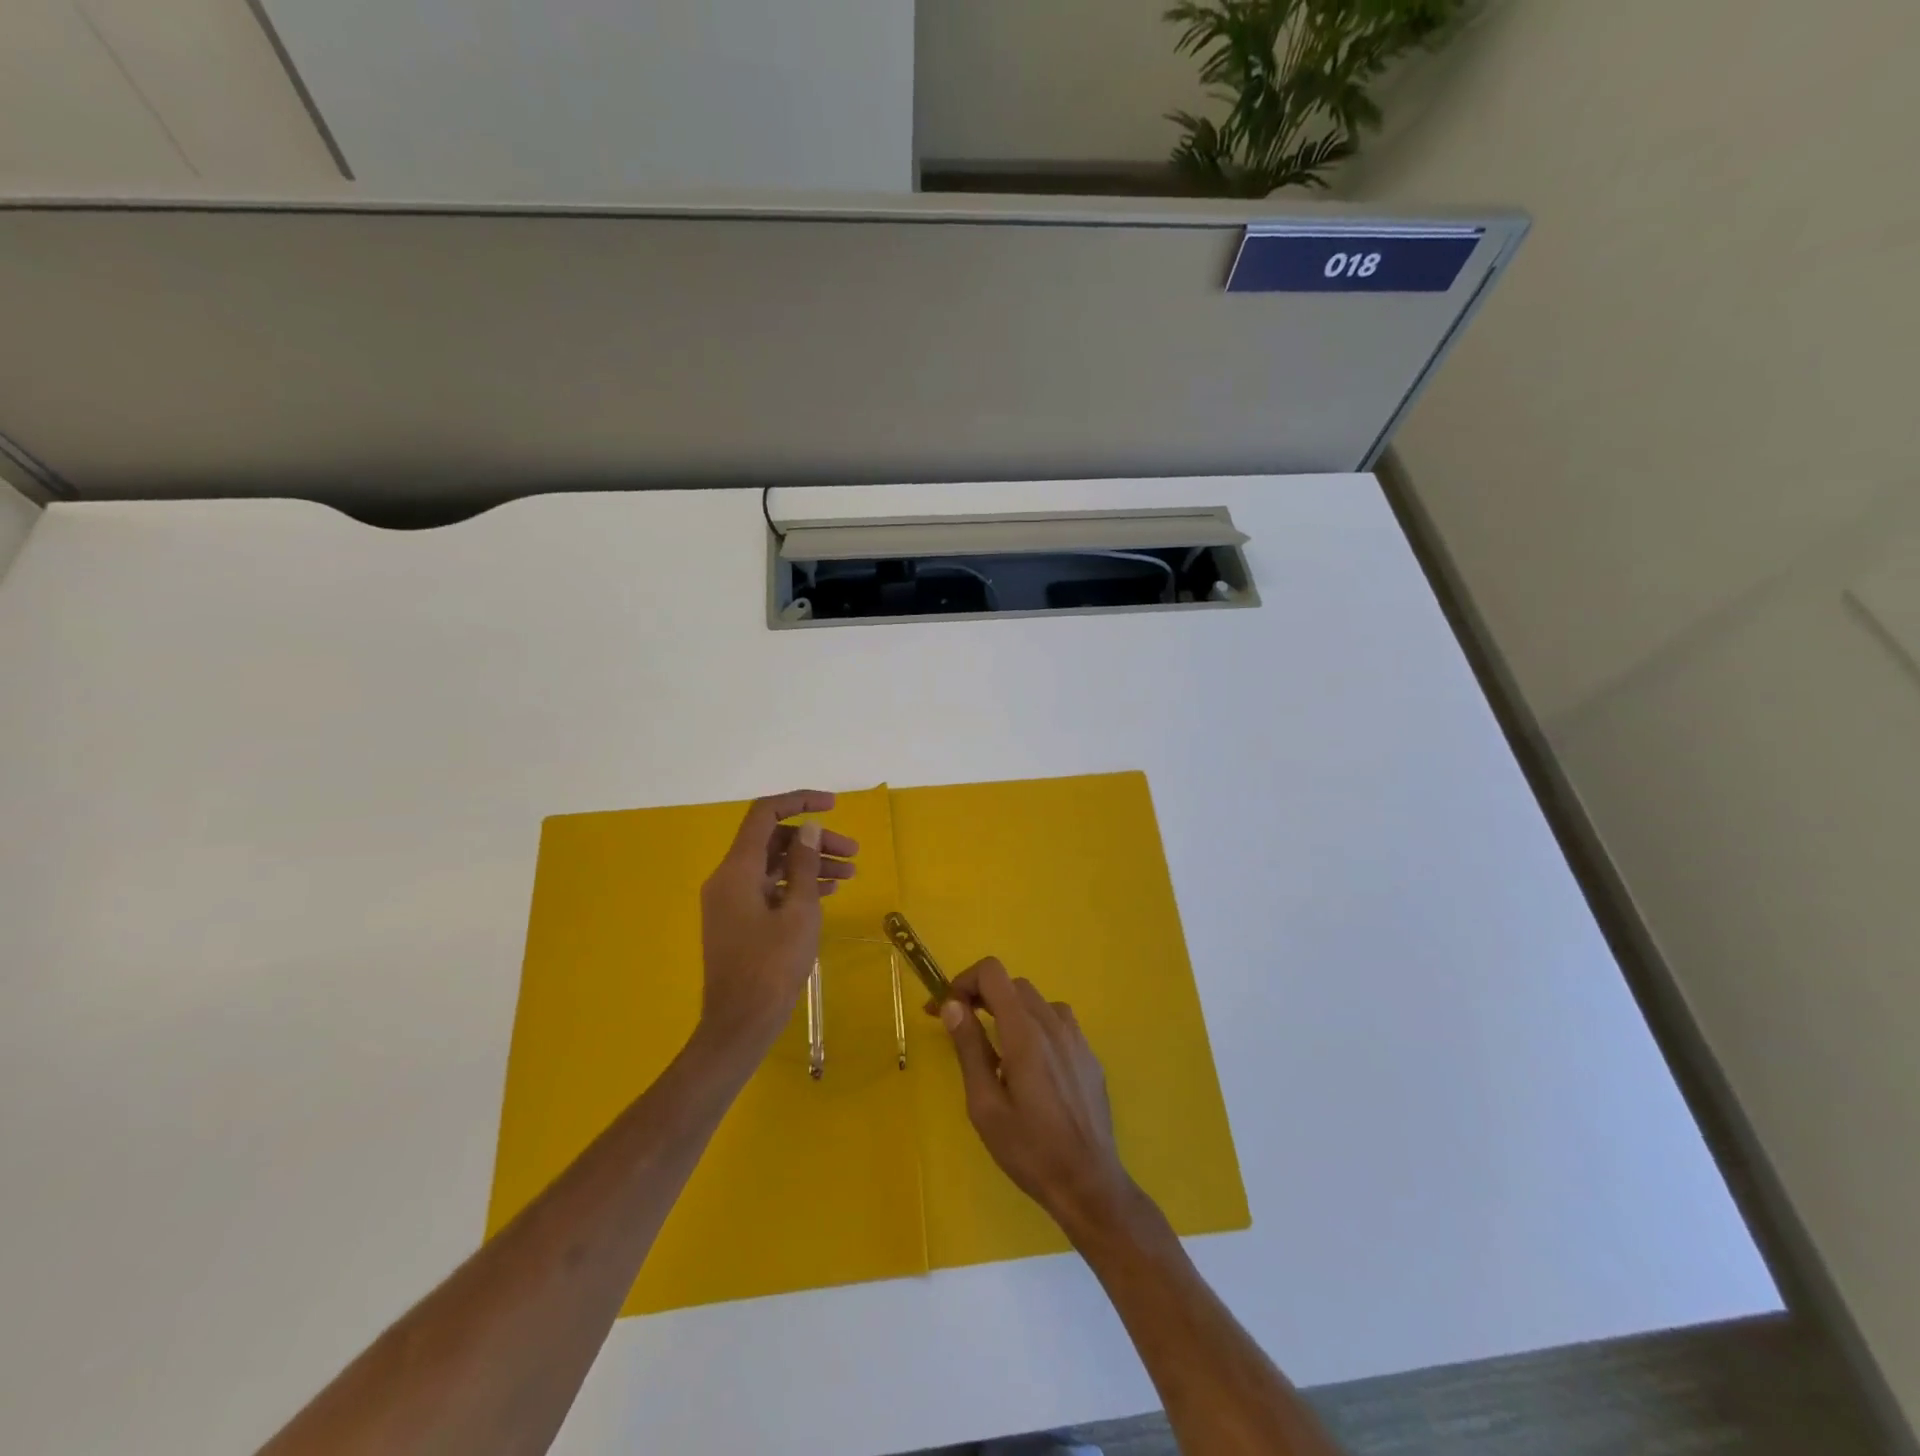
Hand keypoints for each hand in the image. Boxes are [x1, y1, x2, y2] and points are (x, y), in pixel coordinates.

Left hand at [698, 791, 857, 1056]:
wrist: (739, 1025)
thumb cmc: (772, 967)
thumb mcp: (798, 912)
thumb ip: (803, 864)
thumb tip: (809, 827)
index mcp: (737, 870)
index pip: (764, 815)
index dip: (799, 801)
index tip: (833, 804)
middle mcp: (728, 878)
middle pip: (774, 841)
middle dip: (814, 840)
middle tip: (853, 853)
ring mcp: (731, 901)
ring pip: (774, 866)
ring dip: (810, 864)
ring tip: (850, 875)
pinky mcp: (739, 921)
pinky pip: (769, 889)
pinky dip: (797, 885)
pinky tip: (828, 892)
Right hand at [938, 957, 1139, 1240]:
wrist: (1089, 1184)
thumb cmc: (1029, 1149)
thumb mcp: (985, 1104)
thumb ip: (969, 1048)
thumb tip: (952, 1004)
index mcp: (1025, 1032)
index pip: (993, 973)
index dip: (964, 981)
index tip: (945, 1008)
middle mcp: (1054, 1024)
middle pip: (1013, 985)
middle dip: (983, 996)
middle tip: (962, 1027)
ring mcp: (1077, 1038)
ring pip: (1037, 1002)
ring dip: (1011, 1011)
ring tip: (997, 1048)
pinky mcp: (1089, 1056)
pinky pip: (1058, 1024)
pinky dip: (1035, 1027)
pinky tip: (1030, 1066)